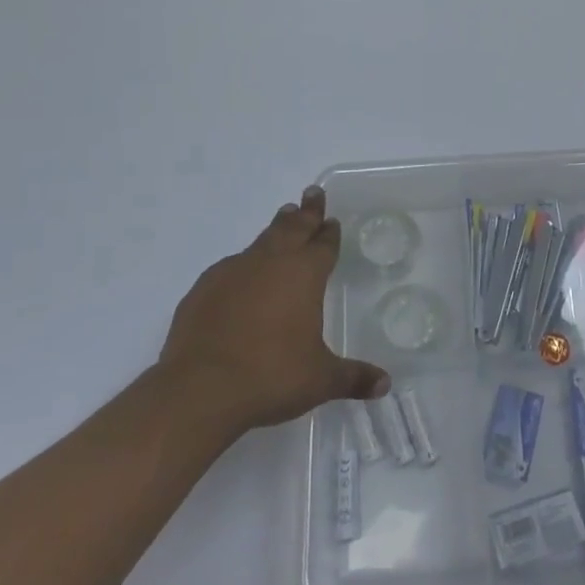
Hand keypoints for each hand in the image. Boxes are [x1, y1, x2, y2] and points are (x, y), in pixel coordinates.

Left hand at [155, 187, 389, 433]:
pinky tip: (242, 274)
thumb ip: (353, 377)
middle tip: (312, 194)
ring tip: (284, 217)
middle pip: (293, 228)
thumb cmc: (271, 377)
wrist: (200, 389)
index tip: (332, 220)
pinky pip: (231, 266)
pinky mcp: (204, 288)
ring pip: (262, 240)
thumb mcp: (320, 380)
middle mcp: (270, 263)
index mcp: (304, 275)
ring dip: (276, 228)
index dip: (330, 232)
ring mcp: (233, 271)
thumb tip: (385, 385)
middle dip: (306, 212)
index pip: (323, 245)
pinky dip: (244, 264)